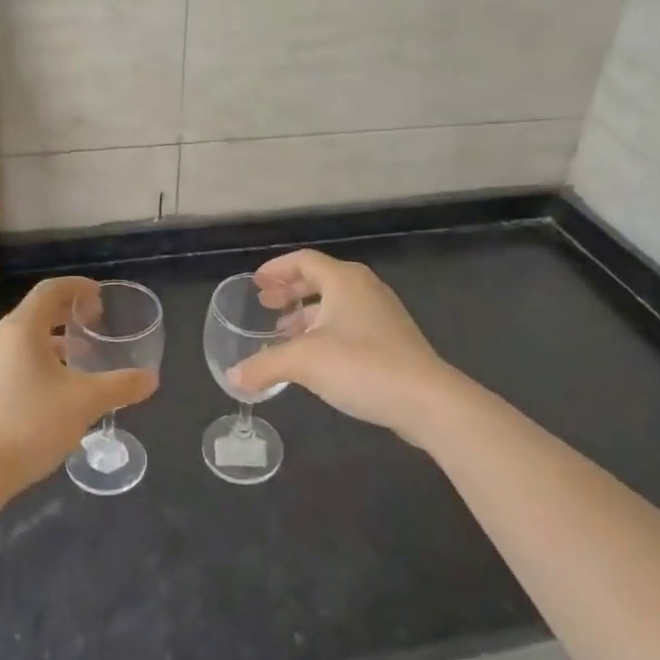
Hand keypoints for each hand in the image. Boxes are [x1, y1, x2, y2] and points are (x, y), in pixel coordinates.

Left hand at [0, 277, 158, 493]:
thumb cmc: (30, 424)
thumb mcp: (84, 403)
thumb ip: (120, 386)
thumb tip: (151, 379)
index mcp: (22, 329)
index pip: (50, 290)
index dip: (78, 287)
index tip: (101, 294)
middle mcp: (1, 339)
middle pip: (37, 311)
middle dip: (68, 311)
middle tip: (97, 320)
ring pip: (26, 337)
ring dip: (55, 338)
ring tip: (82, 354)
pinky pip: (17, 358)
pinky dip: (41, 358)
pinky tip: (58, 386)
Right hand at [229, 250, 458, 445]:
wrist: (426, 400)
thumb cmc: (362, 365)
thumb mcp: (304, 362)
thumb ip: (264, 365)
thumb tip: (232, 377)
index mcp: (344, 280)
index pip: (304, 260)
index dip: (277, 269)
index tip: (256, 283)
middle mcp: (364, 288)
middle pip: (320, 278)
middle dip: (290, 290)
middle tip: (265, 304)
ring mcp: (382, 314)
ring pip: (335, 304)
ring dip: (307, 314)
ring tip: (283, 333)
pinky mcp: (392, 340)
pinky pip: (349, 323)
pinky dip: (325, 331)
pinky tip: (314, 357)